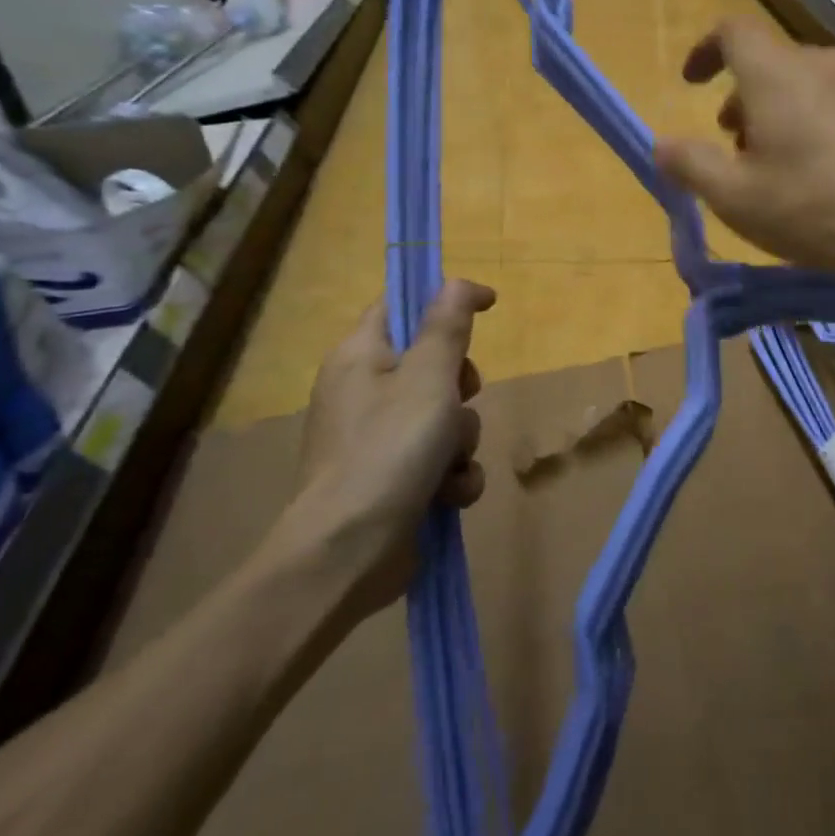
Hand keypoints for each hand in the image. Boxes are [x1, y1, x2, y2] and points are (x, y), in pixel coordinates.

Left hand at [266, 280, 495, 608]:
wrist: (348, 553)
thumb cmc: (388, 451)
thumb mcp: (428, 379)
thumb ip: (446, 327)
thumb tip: (456, 282)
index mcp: (360, 356)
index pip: (400, 305)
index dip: (443, 300)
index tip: (486, 307)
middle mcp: (364, 392)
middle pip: (432, 364)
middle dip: (461, 387)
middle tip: (461, 398)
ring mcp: (377, 439)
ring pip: (444, 417)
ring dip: (461, 440)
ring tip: (450, 465)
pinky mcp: (393, 480)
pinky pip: (440, 460)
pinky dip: (452, 475)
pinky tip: (449, 495)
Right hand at [652, 19, 834, 280]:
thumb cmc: (820, 207)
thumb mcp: (738, 198)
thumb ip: (692, 166)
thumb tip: (661, 144)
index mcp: (776, 73)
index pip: (732, 30)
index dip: (705, 50)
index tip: (691, 83)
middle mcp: (820, 63)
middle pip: (768, 63)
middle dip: (740, 98)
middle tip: (732, 147)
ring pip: (802, 85)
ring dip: (775, 115)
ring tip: (772, 169)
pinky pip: (834, 104)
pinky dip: (810, 125)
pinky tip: (819, 178)